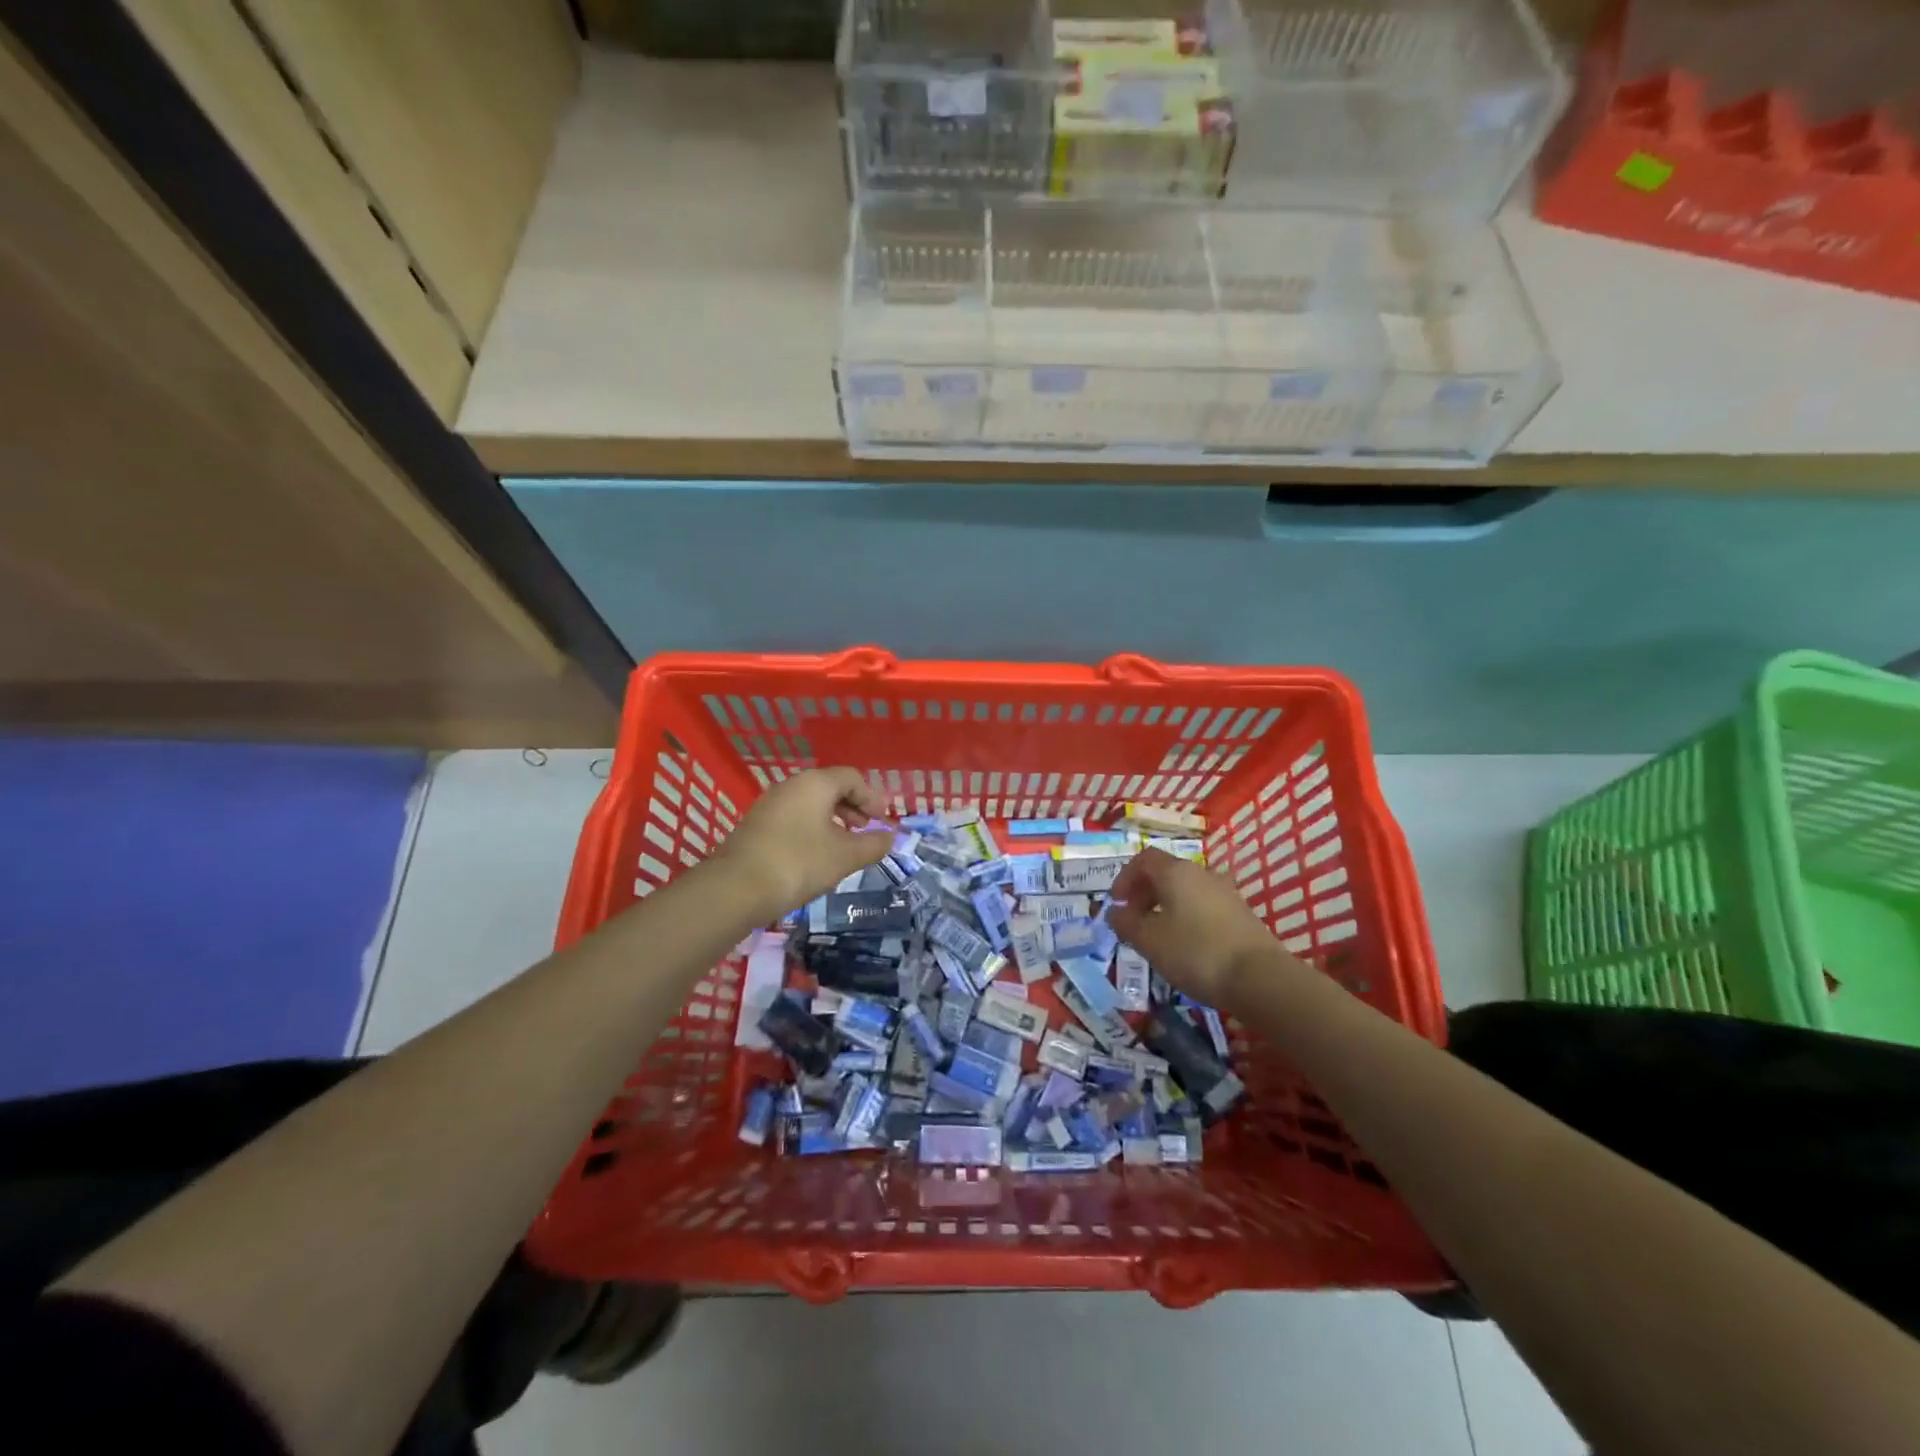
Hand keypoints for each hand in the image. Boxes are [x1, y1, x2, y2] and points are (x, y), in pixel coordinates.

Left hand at [714, 767, 890, 921]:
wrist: (736, 889)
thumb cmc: (799, 863)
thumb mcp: (845, 856)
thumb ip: (872, 845)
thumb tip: (889, 838)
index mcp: (815, 783)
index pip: (851, 778)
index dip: (872, 797)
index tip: (883, 820)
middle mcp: (791, 786)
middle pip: (830, 788)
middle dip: (853, 807)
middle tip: (866, 830)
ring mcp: (770, 805)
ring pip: (810, 804)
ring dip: (832, 820)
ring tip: (844, 846)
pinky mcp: (757, 826)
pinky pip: (794, 818)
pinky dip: (812, 829)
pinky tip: (817, 855)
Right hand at [1107, 848, 1293, 1009]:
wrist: (1260, 978)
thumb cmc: (1196, 953)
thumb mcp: (1149, 941)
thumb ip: (1126, 923)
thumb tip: (1115, 912)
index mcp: (1176, 872)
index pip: (1143, 859)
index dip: (1125, 878)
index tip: (1117, 903)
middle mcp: (1201, 874)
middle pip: (1166, 873)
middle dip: (1144, 893)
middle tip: (1133, 921)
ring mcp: (1225, 893)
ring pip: (1186, 891)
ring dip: (1166, 907)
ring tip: (1158, 936)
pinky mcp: (1241, 914)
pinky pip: (1204, 906)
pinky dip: (1187, 917)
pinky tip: (1186, 946)